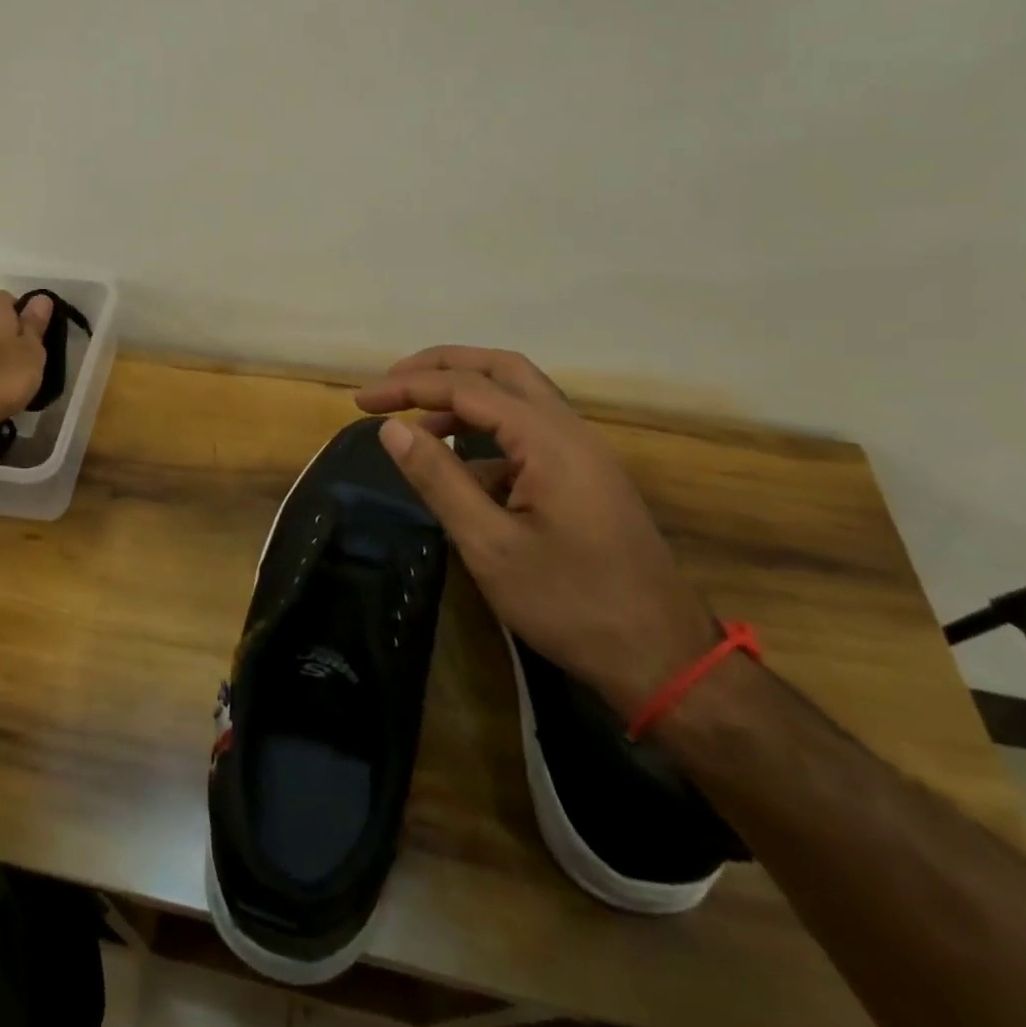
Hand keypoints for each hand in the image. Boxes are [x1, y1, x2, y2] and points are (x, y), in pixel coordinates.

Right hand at [355, 346, 717, 718]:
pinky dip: (488, 433)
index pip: (467, 388)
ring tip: (417, 422)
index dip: (409, 387)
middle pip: (501, 369)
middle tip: (392, 383)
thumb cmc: (570, 604)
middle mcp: (571, 431)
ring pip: (519, 397)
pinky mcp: (586, 476)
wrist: (664, 659)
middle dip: (442, 367)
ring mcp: (584, 452)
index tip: (361, 401)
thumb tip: (391, 428)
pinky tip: (462, 470)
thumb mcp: (489, 545)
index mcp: (549, 440)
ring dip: (465, 397)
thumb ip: (438, 478)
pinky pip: (531, 432)